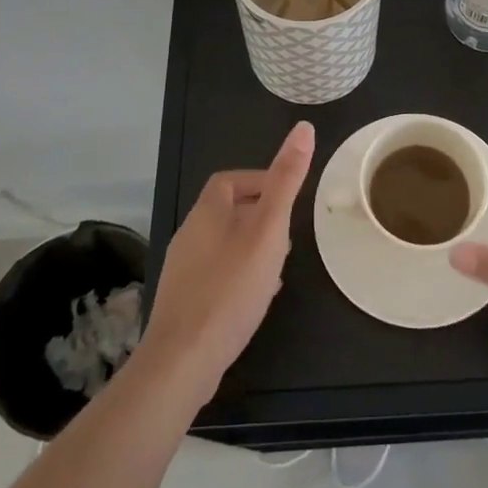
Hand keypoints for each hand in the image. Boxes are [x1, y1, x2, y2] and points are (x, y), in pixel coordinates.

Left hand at [142, 122, 313, 404]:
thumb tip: (304, 127)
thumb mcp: (269, 229)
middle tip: (288, 237)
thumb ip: (286, 180)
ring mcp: (183, 270)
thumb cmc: (231, 287)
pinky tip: (256, 299)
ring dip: (252, 248)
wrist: (183, 360)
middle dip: (260, 218)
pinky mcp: (184, 301)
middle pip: (229, 212)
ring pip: (224, 245)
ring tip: (278, 268)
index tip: (287, 200)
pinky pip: (217, 275)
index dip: (260, 182)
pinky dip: (239, 276)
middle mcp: (190, 234)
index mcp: (207, 211)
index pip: (231, 180)